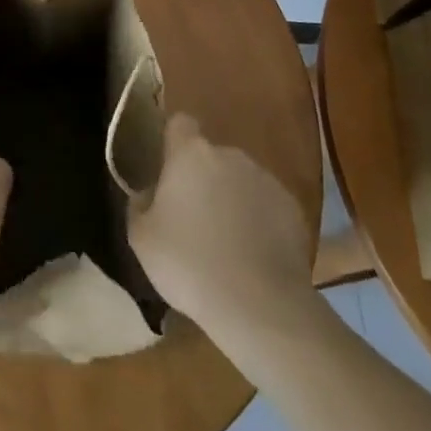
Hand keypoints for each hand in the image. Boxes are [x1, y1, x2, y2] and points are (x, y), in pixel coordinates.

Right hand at [128, 113, 313, 337]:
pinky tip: (252, 257)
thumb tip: (145, 194)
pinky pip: (266, 205)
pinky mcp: (292, 209)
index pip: (180, 123)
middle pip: (210, 156)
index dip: (172, 142)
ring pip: (239, 180)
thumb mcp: (142, 239)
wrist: (260, 306)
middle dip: (202, 179)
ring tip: (225, 244)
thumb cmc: (190, 264)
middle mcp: (230, 155)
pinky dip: (258, 221)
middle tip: (192, 219)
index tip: (167, 171)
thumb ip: (139, 206)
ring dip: (230, 199)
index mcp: (191, 154)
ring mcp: (265, 180)